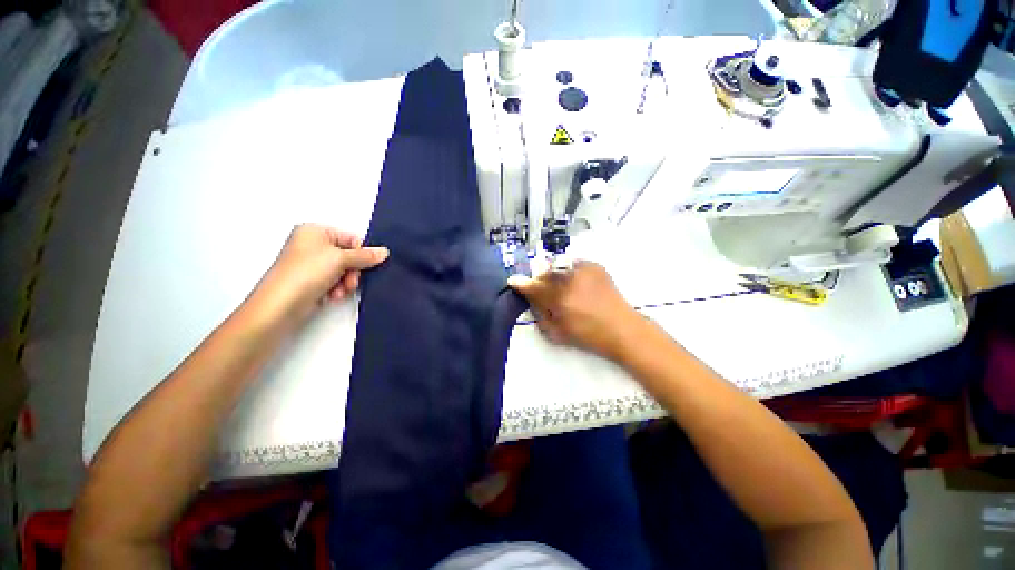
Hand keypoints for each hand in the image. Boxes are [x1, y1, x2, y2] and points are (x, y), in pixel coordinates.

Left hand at [253, 224, 388, 321]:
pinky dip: (338, 289)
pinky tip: (332, 295)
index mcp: (315, 231)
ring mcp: (311, 264)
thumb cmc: (307, 273)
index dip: (361, 253)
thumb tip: (385, 252)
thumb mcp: (340, 259)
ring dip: (346, 282)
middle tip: (349, 281)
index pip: (351, 239)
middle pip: (349, 256)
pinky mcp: (312, 281)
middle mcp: (312, 245)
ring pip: (345, 271)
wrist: (281, 305)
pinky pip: (335, 281)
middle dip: (353, 271)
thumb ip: (365, 256)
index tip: (365, 266)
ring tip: (338, 291)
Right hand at [508, 261, 643, 359]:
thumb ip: (540, 314)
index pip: (534, 287)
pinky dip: (569, 272)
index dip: (521, 284)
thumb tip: (530, 299)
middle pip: (545, 273)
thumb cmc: (588, 336)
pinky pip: (574, 264)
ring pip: (559, 267)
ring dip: (555, 275)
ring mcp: (584, 270)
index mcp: (560, 298)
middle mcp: (570, 279)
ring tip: (562, 287)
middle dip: (540, 280)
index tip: (513, 280)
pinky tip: (575, 282)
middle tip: (542, 289)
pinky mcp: (595, 266)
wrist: (623, 329)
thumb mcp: (557, 333)